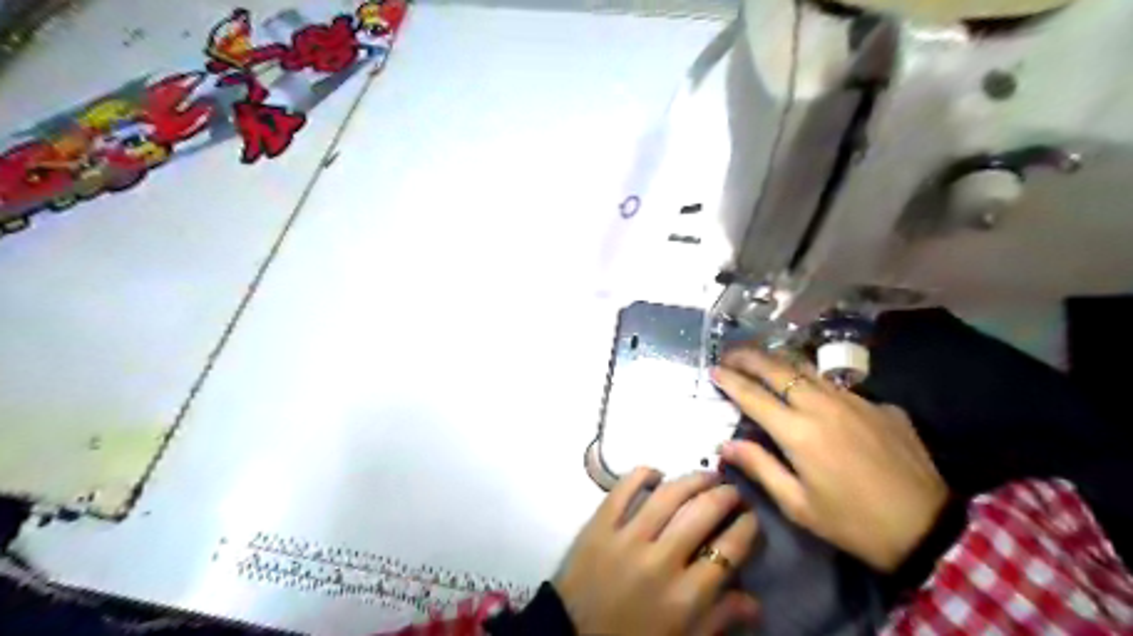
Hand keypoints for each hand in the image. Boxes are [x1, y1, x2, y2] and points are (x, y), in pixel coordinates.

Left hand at [558, 469, 759, 633]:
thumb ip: (719, 619)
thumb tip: (755, 600)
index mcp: (685, 597)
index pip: (729, 550)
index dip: (747, 527)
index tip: (751, 517)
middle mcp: (660, 561)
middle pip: (703, 513)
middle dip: (726, 495)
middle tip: (732, 490)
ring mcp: (627, 538)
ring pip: (669, 494)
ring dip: (693, 479)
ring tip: (706, 476)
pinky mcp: (599, 524)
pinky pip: (624, 488)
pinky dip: (643, 474)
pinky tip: (657, 474)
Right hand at [716, 348, 948, 571]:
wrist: (928, 528)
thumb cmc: (852, 522)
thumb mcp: (798, 505)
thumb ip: (760, 468)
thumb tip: (726, 445)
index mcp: (798, 432)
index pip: (753, 395)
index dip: (730, 380)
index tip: (713, 369)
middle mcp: (823, 406)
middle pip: (778, 369)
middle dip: (749, 357)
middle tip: (731, 353)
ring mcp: (855, 400)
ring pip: (808, 369)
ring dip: (780, 361)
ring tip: (762, 360)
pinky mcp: (879, 405)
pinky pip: (837, 385)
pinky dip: (814, 382)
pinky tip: (812, 391)